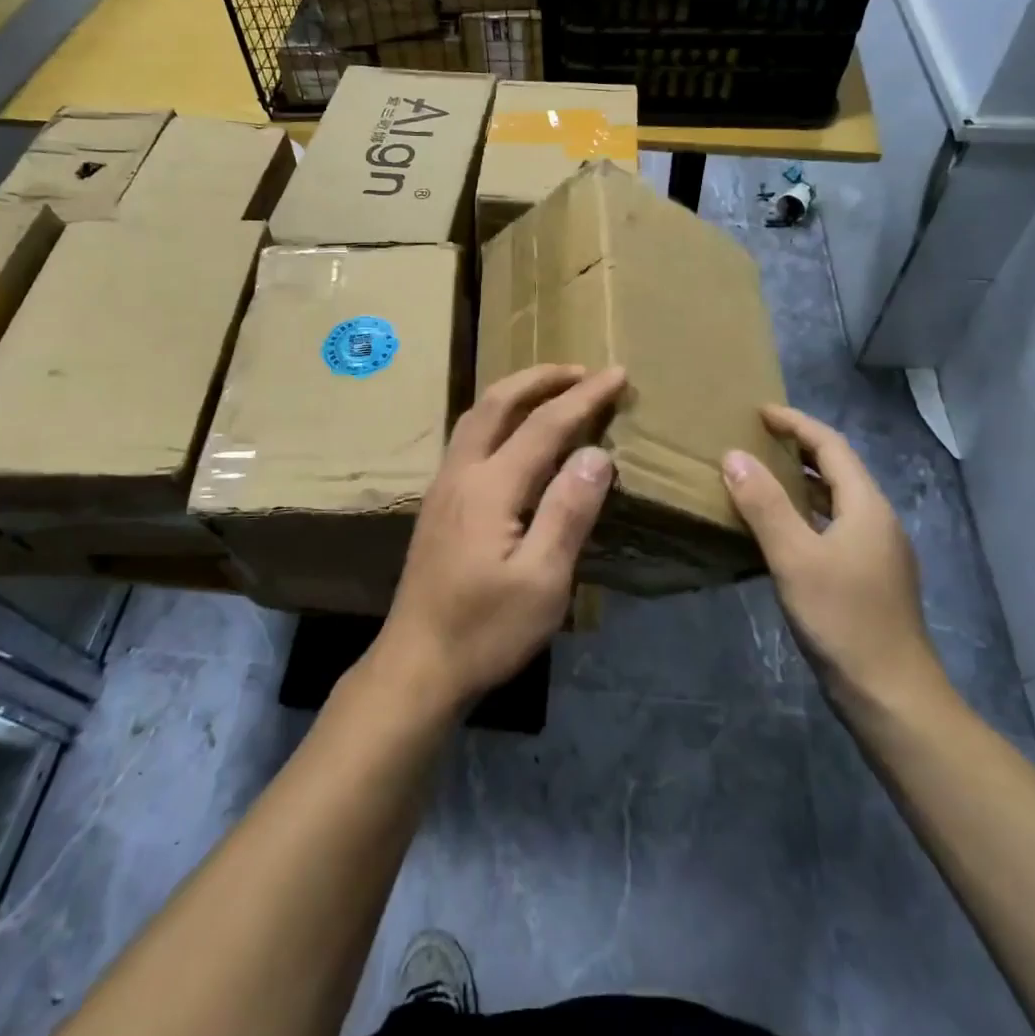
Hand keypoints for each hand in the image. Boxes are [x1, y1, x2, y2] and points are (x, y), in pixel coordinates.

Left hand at [367, 364, 626, 711]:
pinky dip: (498, 415)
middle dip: (541, 378)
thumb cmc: (485, 630)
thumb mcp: (542, 581)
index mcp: (490, 486)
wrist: (417, 665)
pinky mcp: (438, 503)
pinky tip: (512, 433)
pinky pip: (469, 436)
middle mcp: (461, 473)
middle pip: (497, 403)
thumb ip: (568, 511)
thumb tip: (597, 452)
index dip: (584, 397)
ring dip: (515, 392)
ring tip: (550, 388)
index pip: (544, 424)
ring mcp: (443, 486)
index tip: (617, 374)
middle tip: (581, 370)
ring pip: (476, 416)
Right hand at [721, 405, 946, 719]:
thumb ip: (764, 504)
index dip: (796, 423)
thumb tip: (733, 456)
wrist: (892, 696)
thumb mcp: (795, 557)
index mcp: (866, 507)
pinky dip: (805, 514)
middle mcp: (877, 521)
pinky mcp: (869, 578)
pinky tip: (780, 531)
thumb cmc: (843, 619)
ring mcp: (877, 552)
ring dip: (801, 482)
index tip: (759, 412)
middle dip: (798, 448)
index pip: (830, 446)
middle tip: (755, 440)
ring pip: (836, 501)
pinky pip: (833, 527)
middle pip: (837, 470)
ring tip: (761, 477)